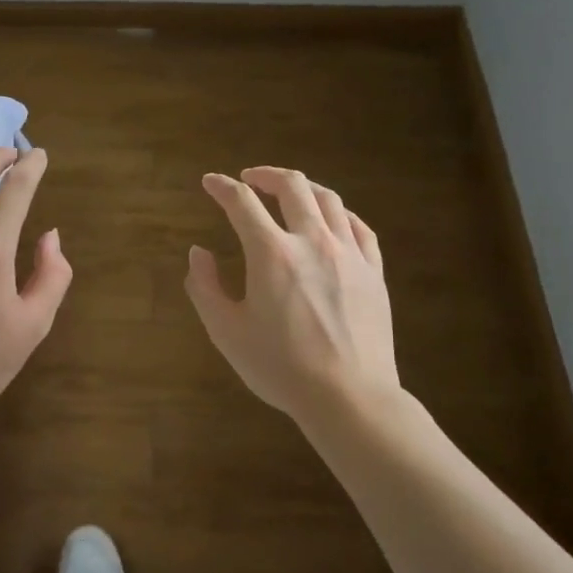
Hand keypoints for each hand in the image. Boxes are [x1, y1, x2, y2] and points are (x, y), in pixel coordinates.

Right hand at [185, 167, 397, 426]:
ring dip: (303, 188)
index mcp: (272, 253)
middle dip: (266, 175)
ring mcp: (349, 254)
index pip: (242, 203)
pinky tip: (332, 220)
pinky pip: (358, 227)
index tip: (210, 182)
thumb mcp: (227, 332)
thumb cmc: (281, 368)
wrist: (350, 397)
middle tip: (250, 178)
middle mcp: (312, 241)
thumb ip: (205, 287)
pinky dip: (339, 214)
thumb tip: (198, 253)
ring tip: (290, 192)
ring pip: (328, 200)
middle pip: (292, 186)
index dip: (222, 187)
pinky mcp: (373, 272)